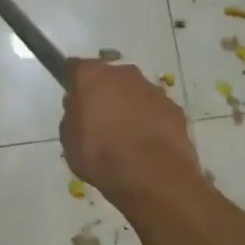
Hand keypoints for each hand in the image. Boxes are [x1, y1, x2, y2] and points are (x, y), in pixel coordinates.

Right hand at [60, 57, 201, 202]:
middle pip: (109, 77)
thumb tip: (80, 110)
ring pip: (135, 92)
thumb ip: (72, 117)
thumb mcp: (69, 141)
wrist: (153, 177)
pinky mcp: (175, 108)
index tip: (74, 99)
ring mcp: (153, 90)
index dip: (73, 82)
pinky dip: (150, 121)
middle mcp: (123, 74)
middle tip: (99, 120)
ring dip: (129, 107)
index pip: (76, 67)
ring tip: (126, 137)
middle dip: (104, 93)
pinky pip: (155, 110)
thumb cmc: (101, 156)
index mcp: (92, 76)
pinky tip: (147, 145)